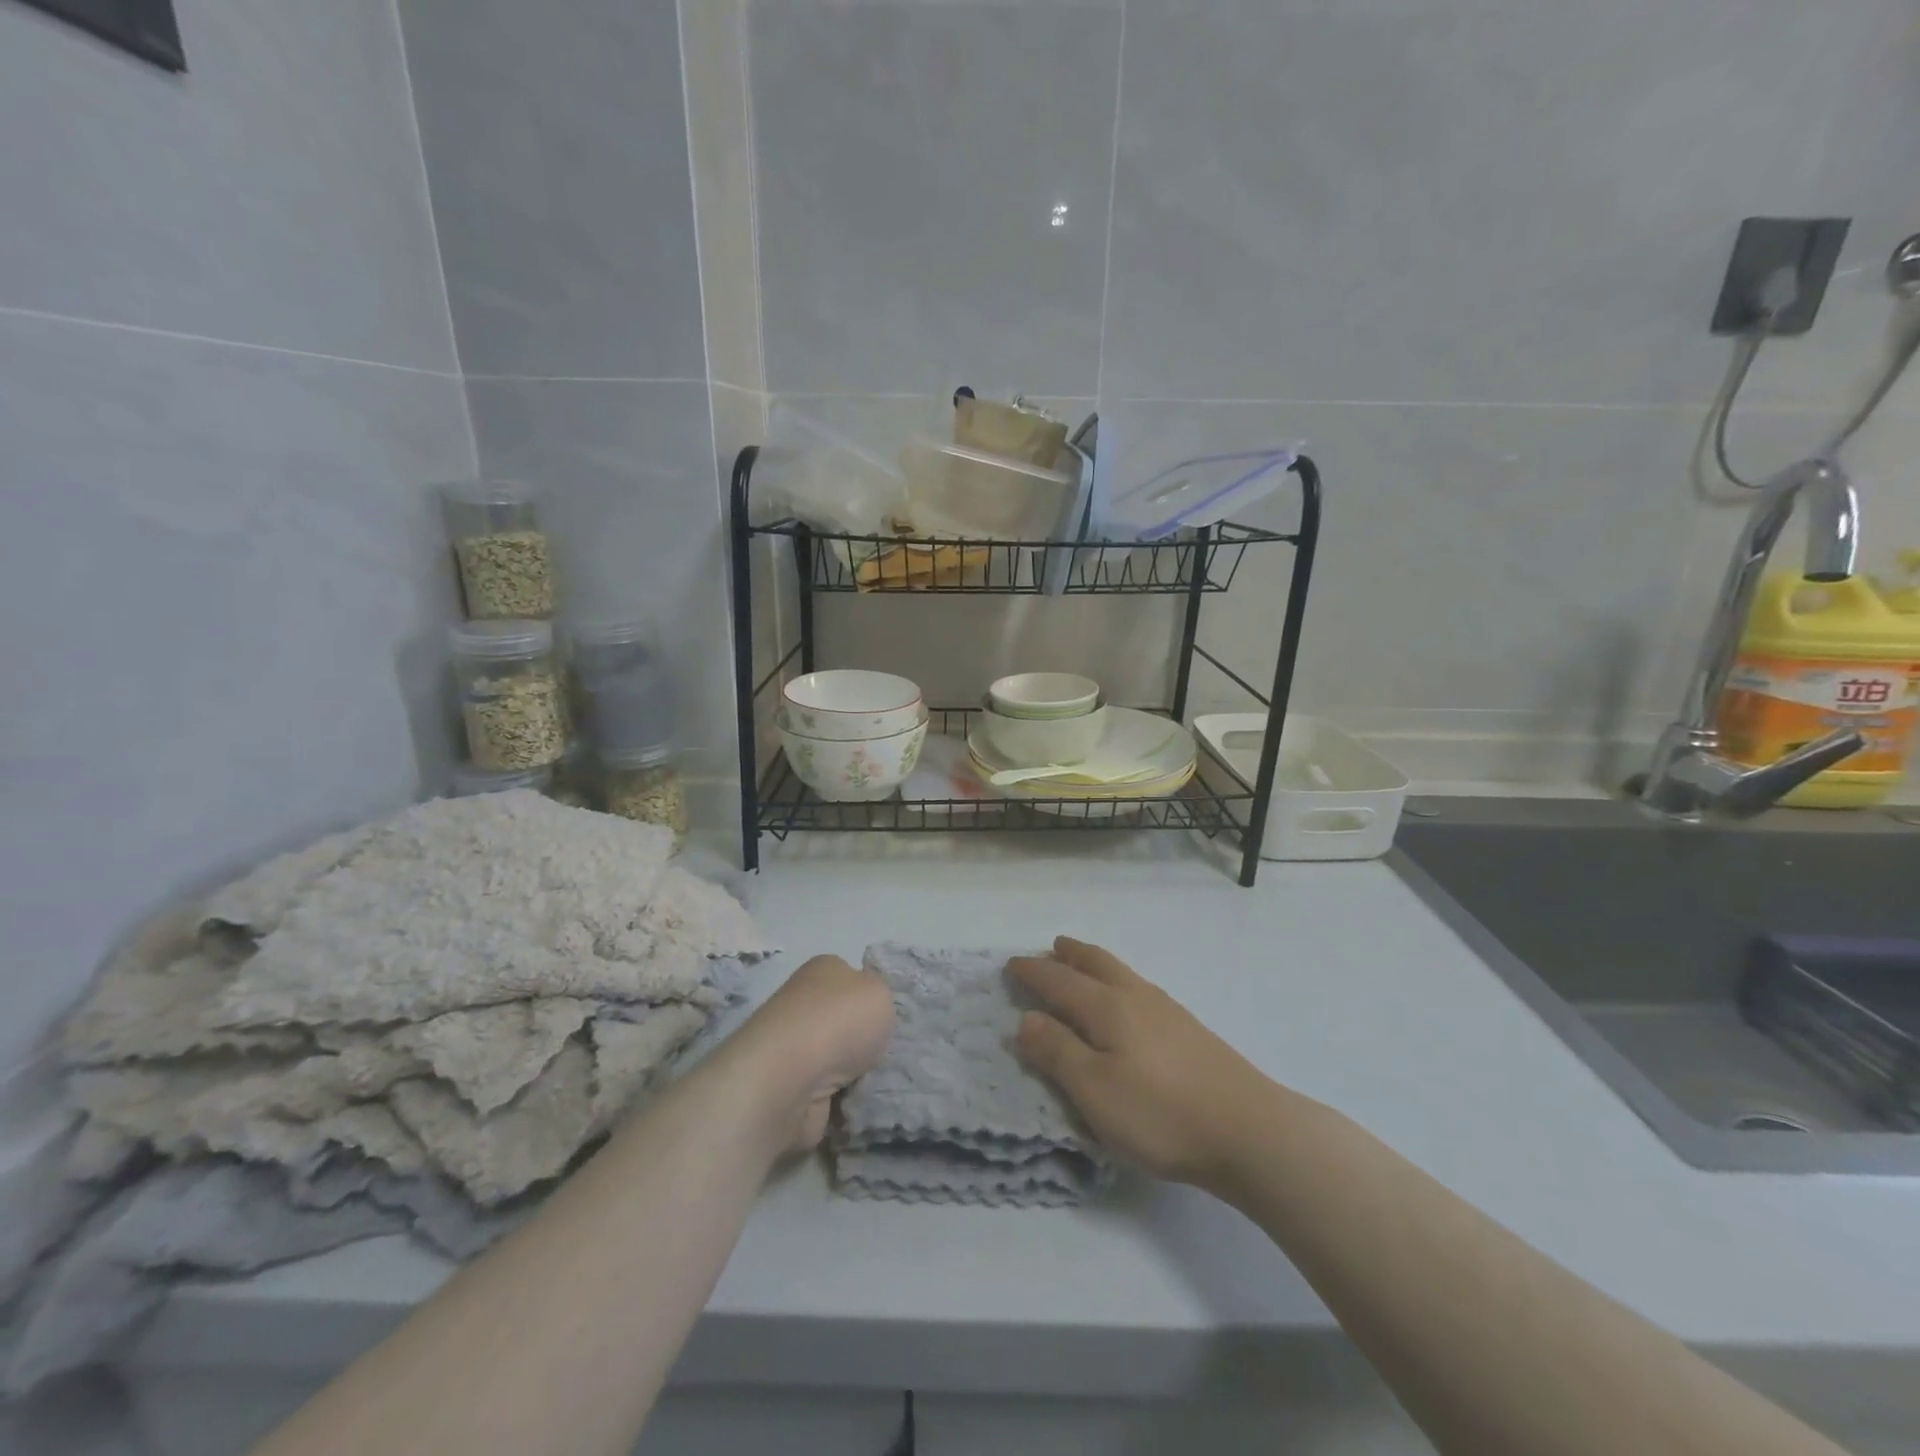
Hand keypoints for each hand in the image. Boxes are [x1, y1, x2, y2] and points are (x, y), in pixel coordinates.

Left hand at [726, 955, 894, 1151]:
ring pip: (836, 1060)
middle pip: (843, 1021)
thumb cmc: (839, 1023)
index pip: (851, 978)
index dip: (870, 997)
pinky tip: (854, 1105)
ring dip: (853, 1075)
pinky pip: (826, 1094)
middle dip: (863, 1041)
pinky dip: (841, 1102)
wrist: (788, 1081)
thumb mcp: (880, 993)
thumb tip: (863, 1012)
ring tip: (872, 1083)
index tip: (885, 1018)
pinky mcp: (788, 1088)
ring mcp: (792, 1048)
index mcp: (822, 970)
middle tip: (883, 1054)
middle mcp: (803, 1004)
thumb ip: (880, 998)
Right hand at [1010, 937, 1267, 1187]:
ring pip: (1122, 973)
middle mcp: (1136, 997)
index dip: (1034, 973)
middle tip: (1051, 947)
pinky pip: (1139, 989)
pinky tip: (1127, 1003)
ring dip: (1095, 964)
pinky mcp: (1189, 1030)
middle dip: (1069, 955)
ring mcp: (1167, 1011)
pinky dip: (1119, 982)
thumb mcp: (1094, 1090)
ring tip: (1083, 965)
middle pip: (1096, 964)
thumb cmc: (1160, 1113)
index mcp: (1107, 1008)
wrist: (1249, 1129)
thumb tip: (1026, 1018)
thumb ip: (1057, 1052)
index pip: (1060, 981)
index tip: (1012, 964)